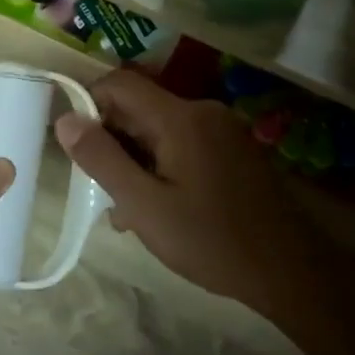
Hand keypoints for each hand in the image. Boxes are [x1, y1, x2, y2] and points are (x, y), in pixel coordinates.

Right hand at [53, 71, 318, 318]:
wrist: (289, 272)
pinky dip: (162, 165)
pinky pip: (185, 143)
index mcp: (181, 117)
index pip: (120, 83)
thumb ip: (101, 159)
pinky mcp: (235, 149)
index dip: (89, 104)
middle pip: (140, 108)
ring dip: (136, 161)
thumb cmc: (210, 240)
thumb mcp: (144, 205)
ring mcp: (224, 130)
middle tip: (102, 191)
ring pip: (160, 129)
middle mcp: (204, 111)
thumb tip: (65, 119)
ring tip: (129, 212)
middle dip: (113, 142)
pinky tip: (161, 207)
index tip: (75, 145)